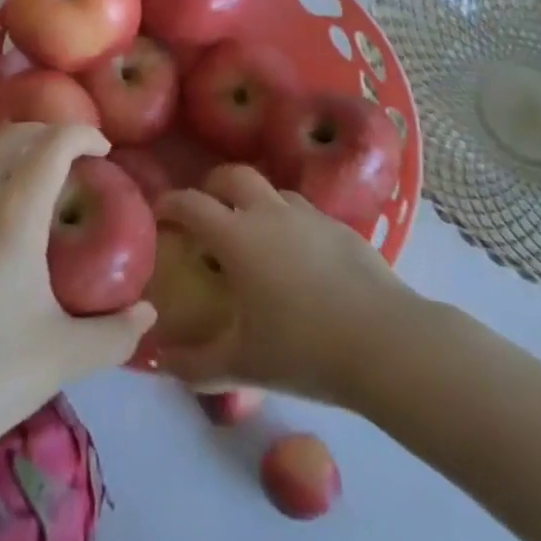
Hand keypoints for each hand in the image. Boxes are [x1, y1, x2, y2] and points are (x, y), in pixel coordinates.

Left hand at [0, 123, 154, 443]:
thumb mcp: (60, 358)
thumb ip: (114, 334)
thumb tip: (147, 315)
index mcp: (11, 215)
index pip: (52, 144)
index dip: (82, 134)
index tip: (104, 149)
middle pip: (12, 137)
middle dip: (48, 135)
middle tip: (75, 162)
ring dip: (16, 163)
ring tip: (40, 204)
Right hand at [155, 164, 413, 402]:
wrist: (384, 342)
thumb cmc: (303, 350)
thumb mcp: (241, 365)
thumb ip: (193, 364)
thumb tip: (157, 362)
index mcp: (237, 237)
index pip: (191, 203)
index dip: (169, 203)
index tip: (159, 213)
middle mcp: (269, 213)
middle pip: (232, 175)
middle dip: (212, 186)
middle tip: (206, 210)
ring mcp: (309, 215)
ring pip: (272, 190)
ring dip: (254, 201)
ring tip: (253, 232)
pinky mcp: (340, 226)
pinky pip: (304, 212)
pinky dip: (289, 222)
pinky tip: (298, 256)